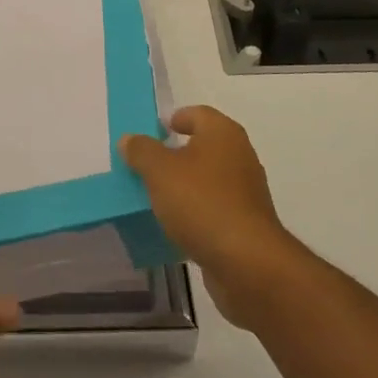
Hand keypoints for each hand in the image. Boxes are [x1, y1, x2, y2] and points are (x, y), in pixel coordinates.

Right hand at [120, 105, 300, 328]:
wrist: (247, 263)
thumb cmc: (202, 203)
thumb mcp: (160, 171)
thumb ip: (142, 151)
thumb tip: (130, 139)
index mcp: (223, 134)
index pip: (197, 114)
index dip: (175, 119)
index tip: (153, 132)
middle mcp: (240, 156)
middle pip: (203, 146)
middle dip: (175, 154)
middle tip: (147, 165)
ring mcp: (246, 192)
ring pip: (207, 179)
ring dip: (185, 185)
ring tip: (156, 196)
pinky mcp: (246, 223)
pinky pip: (214, 207)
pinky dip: (195, 211)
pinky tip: (176, 225)